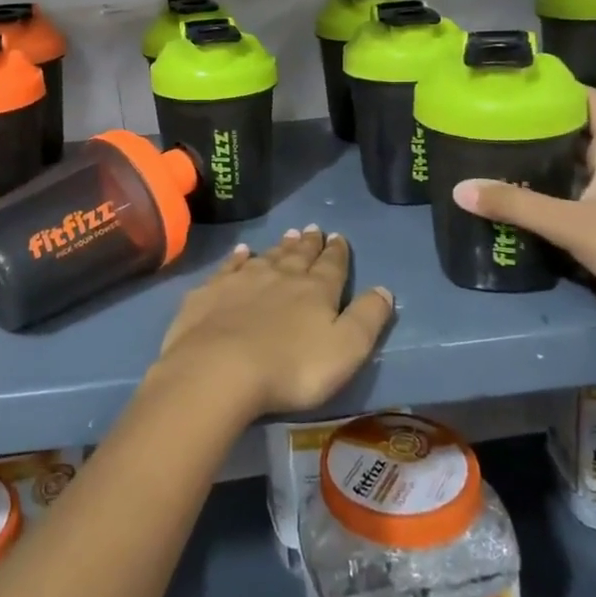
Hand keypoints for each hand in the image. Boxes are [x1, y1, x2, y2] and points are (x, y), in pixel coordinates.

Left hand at [153, 225, 395, 419]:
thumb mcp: (346, 349)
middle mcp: (281, 276)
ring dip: (280, 246)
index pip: (332, 266)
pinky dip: (238, 257)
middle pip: (299, 255)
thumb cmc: (291, 367)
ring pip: (267, 257)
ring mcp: (243, 280)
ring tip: (288, 235)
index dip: (337, 252)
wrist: (220, 368)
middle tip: (313, 228)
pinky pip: (230, 266)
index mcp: (316, 290)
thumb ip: (367, 318)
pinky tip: (242, 251)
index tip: (338, 237)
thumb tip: (384, 289)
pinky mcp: (212, 291)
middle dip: (309, 243)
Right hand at [452, 89, 595, 393]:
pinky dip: (541, 209)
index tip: (528, 82)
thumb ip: (517, 206)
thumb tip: (459, 188)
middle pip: (578, 142)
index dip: (569, 88)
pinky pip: (567, 216)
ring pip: (570, 180)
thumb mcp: (575, 225)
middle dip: (542, 129)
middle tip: (495, 122)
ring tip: (492, 159)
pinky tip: (511, 210)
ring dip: (539, 171)